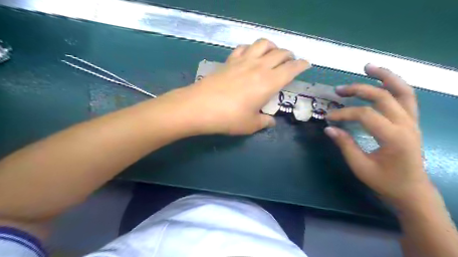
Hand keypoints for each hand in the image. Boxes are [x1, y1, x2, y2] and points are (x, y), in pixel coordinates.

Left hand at [165, 38, 311, 133]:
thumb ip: (264, 122)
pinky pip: (244, 47)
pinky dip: (251, 48)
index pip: (292, 68)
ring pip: (263, 43)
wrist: (199, 107)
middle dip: (290, 55)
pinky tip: (250, 55)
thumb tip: (271, 121)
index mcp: (269, 82)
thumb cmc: (229, 118)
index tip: (306, 64)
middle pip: (281, 53)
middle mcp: (259, 67)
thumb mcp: (251, 125)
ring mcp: (243, 61)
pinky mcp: (229, 61)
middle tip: (290, 62)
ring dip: (272, 46)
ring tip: (273, 55)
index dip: (302, 65)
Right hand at [323, 64, 431, 207]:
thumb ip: (345, 144)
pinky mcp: (412, 122)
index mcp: (394, 137)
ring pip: (402, 90)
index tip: (328, 118)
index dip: (344, 113)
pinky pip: (407, 97)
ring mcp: (412, 121)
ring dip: (385, 76)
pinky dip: (395, 85)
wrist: (412, 191)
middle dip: (358, 90)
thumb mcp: (360, 166)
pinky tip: (382, 81)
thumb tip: (328, 128)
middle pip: (382, 97)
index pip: (365, 115)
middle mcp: (407, 125)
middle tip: (338, 90)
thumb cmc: (385, 182)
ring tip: (368, 67)